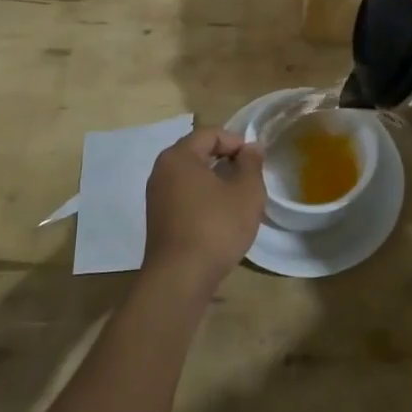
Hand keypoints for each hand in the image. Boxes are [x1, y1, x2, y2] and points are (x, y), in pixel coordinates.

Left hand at [143, 128, 265, 293]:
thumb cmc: (216, 226)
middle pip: (197, 152)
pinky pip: (184, 196)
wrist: (180, 278)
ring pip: (191, 176)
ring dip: (215, 180)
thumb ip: (251, 163)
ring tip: (238, 197)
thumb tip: (251, 148)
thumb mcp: (246, 192)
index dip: (236, 141)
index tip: (255, 160)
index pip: (210, 133)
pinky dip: (203, 197)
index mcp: (179, 156)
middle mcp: (162, 171)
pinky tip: (220, 216)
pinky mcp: (158, 219)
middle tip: (249, 176)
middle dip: (225, 159)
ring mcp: (156, 196)